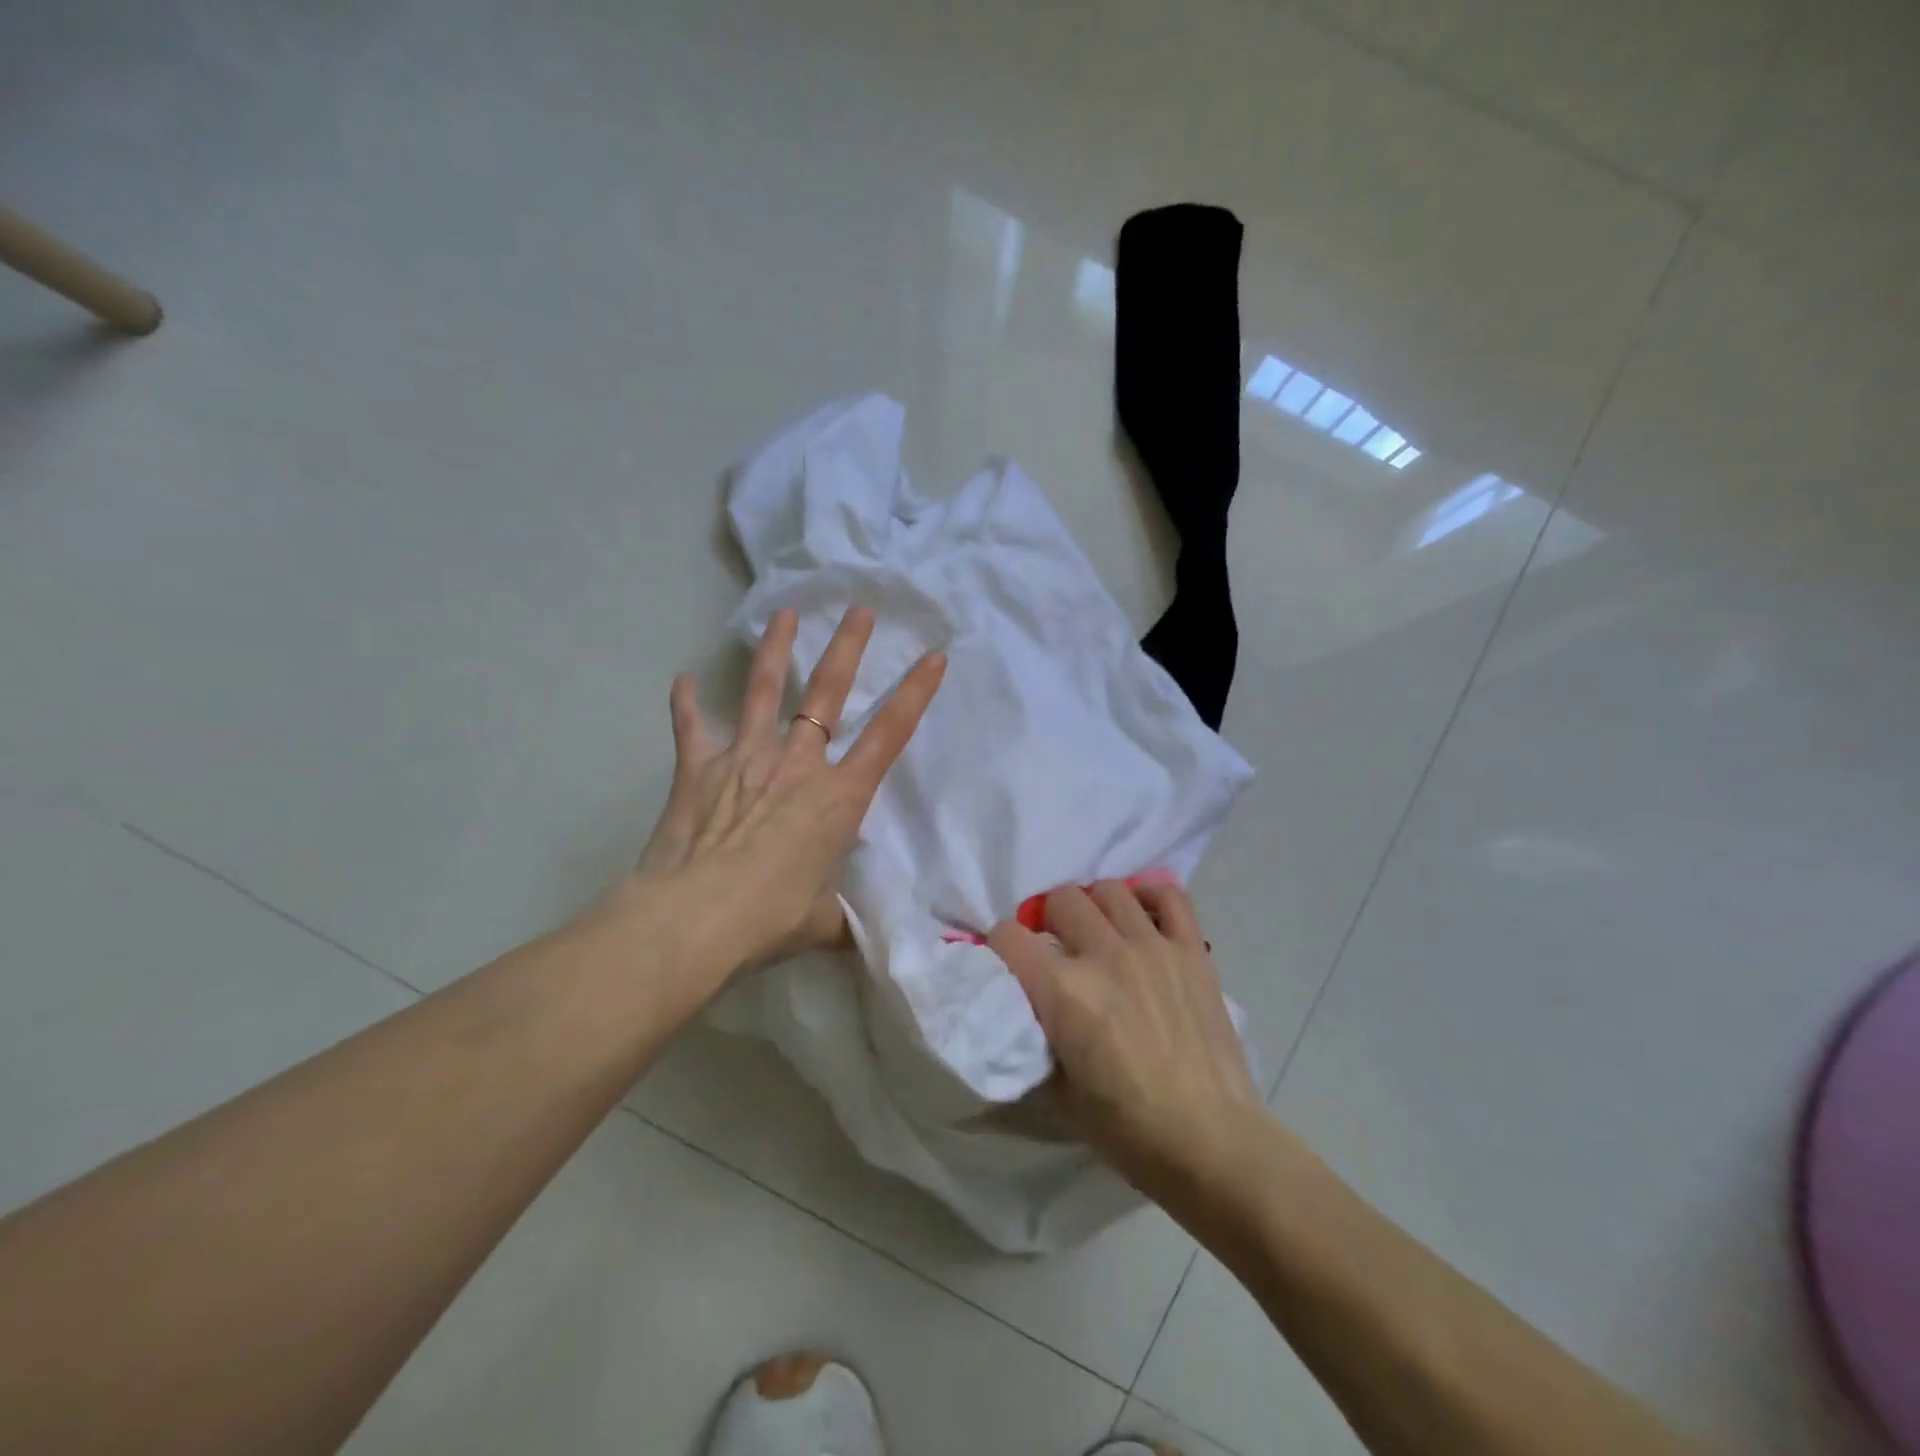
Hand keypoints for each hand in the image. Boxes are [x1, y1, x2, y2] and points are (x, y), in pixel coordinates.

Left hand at [630, 605, 944, 974]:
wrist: (694, 921)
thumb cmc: (770, 919)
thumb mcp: (822, 924)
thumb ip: (840, 920)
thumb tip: (853, 938)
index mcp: (838, 797)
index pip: (889, 734)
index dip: (916, 693)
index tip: (934, 656)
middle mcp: (797, 765)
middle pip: (827, 693)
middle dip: (847, 648)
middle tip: (858, 610)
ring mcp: (745, 759)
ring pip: (764, 692)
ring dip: (774, 650)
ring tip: (784, 614)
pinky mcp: (697, 769)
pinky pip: (692, 727)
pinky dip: (687, 704)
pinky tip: (683, 679)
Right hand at [990, 881, 1261, 1203]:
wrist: (1211, 1142)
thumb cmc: (1128, 1129)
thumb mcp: (1058, 1092)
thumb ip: (1036, 1036)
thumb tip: (1025, 1006)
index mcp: (1064, 992)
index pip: (1008, 936)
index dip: (999, 947)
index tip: (1007, 963)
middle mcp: (1105, 955)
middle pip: (1059, 899)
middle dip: (1046, 921)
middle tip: (1055, 949)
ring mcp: (1152, 947)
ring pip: (1108, 890)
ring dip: (1093, 907)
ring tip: (1097, 933)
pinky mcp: (1191, 951)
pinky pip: (1170, 897)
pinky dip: (1150, 897)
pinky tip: (1141, 918)